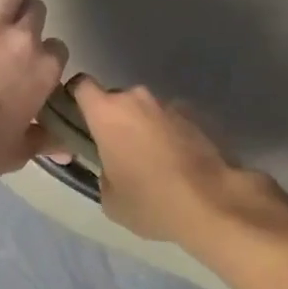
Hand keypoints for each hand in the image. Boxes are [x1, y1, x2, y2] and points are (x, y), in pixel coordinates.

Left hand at [0, 0, 69, 183]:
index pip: (57, 47)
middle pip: (36, 10)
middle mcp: (25, 38)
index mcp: (45, 70)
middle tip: (10, 31)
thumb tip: (66, 149)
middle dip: (26, 18)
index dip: (44, 52)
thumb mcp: (20, 149)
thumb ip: (45, 140)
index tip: (30, 61)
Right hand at [68, 76, 261, 246]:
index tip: (77, 121)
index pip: (81, 86)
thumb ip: (101, 171)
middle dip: (113, 120)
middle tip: (116, 152)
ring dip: (141, 128)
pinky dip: (166, 136)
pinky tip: (174, 164)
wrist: (212, 202)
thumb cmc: (150, 200)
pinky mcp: (195, 117)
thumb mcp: (109, 198)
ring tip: (150, 162)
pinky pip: (169, 122)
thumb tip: (110, 165)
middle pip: (115, 100)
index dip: (75, 99)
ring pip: (144, 111)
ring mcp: (169, 105)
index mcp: (108, 112)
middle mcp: (137, 99)